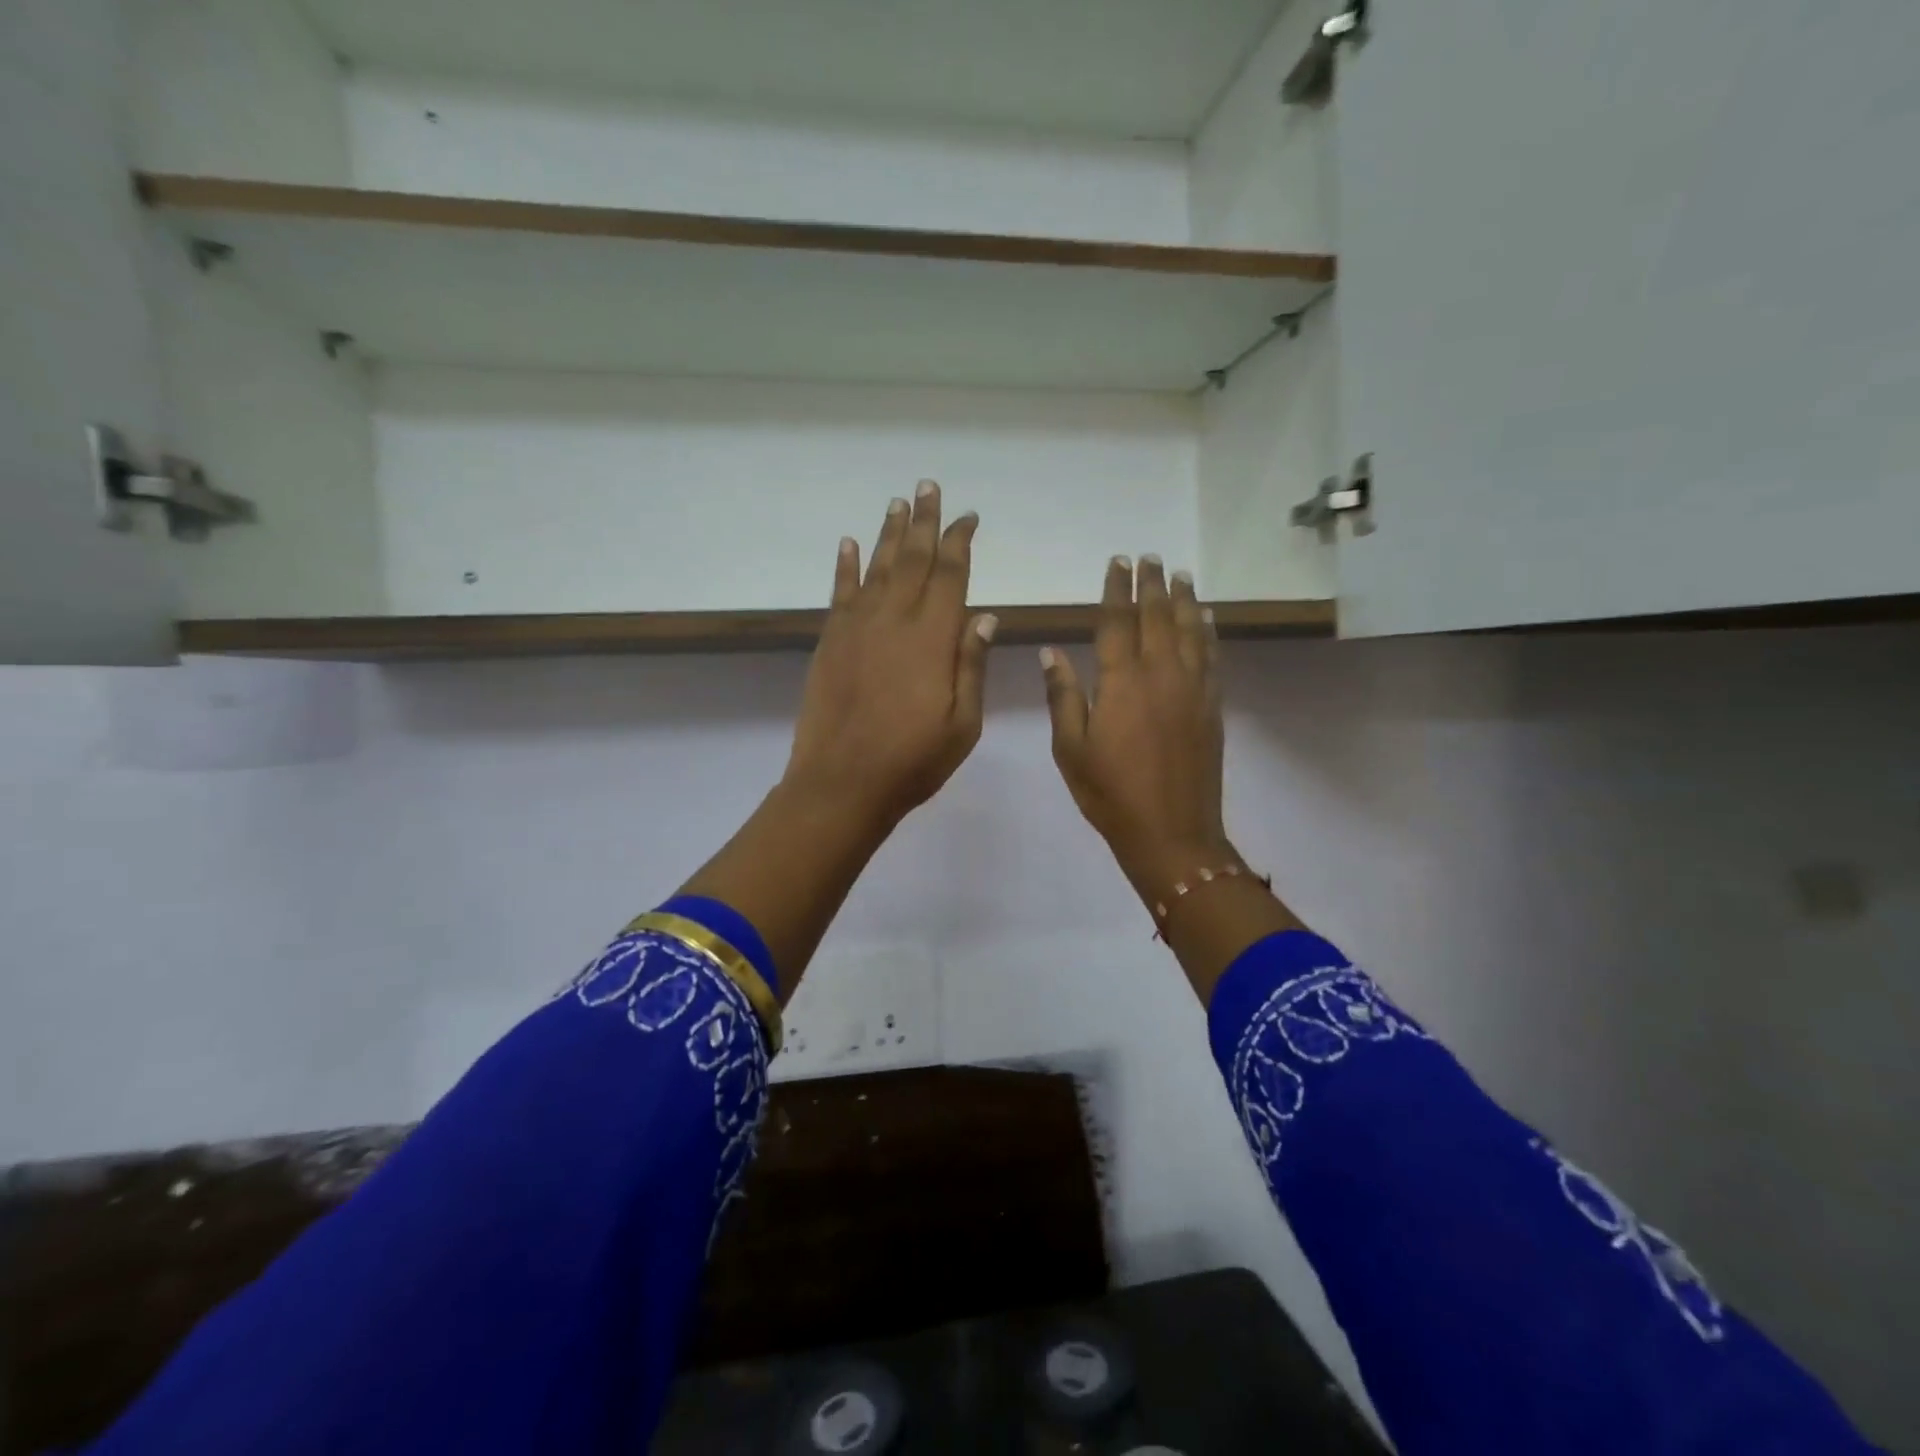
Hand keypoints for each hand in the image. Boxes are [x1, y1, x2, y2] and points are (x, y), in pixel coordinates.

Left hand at [783, 481, 995, 834]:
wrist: (842, 782)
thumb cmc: (913, 760)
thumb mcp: (963, 723)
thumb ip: (970, 665)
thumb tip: (983, 615)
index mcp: (933, 638)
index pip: (951, 575)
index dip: (960, 541)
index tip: (968, 517)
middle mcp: (894, 620)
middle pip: (914, 559)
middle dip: (925, 521)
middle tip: (929, 486)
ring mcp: (857, 627)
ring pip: (878, 567)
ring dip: (889, 533)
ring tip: (898, 503)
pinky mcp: (830, 641)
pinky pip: (840, 592)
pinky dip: (845, 565)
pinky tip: (848, 543)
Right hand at [1041, 555, 1226, 893]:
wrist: (1172, 832)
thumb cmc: (1110, 794)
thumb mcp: (1071, 749)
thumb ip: (1063, 696)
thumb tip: (1052, 652)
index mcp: (1121, 682)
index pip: (1118, 622)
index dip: (1117, 589)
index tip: (1119, 562)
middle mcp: (1161, 674)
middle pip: (1157, 617)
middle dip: (1151, 584)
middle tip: (1150, 556)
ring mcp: (1192, 689)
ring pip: (1190, 631)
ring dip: (1183, 599)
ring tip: (1180, 574)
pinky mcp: (1211, 706)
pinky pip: (1212, 657)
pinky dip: (1209, 632)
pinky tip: (1207, 617)